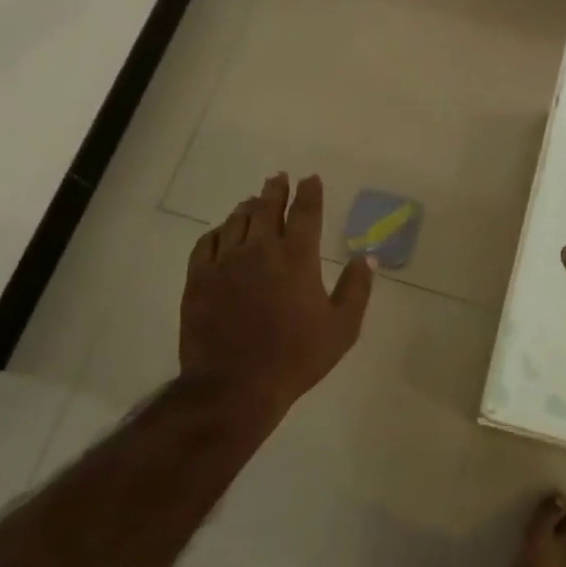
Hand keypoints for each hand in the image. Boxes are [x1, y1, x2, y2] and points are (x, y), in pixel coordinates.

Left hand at [180, 173, 373, 419]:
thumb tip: (367, 256)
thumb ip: (356, 288)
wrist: (233, 388)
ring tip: (253, 200)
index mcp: (297, 257)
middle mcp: (260, 249)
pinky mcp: (198, 279)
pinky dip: (218, 231)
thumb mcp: (341, 328)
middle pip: (267, 207)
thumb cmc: (294, 358)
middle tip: (279, 178)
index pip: (305, 211)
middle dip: (276, 189)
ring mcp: (225, 262)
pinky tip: (222, 232)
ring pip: (236, 221)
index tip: (311, 179)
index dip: (309, 192)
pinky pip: (206, 242)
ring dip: (248, 206)